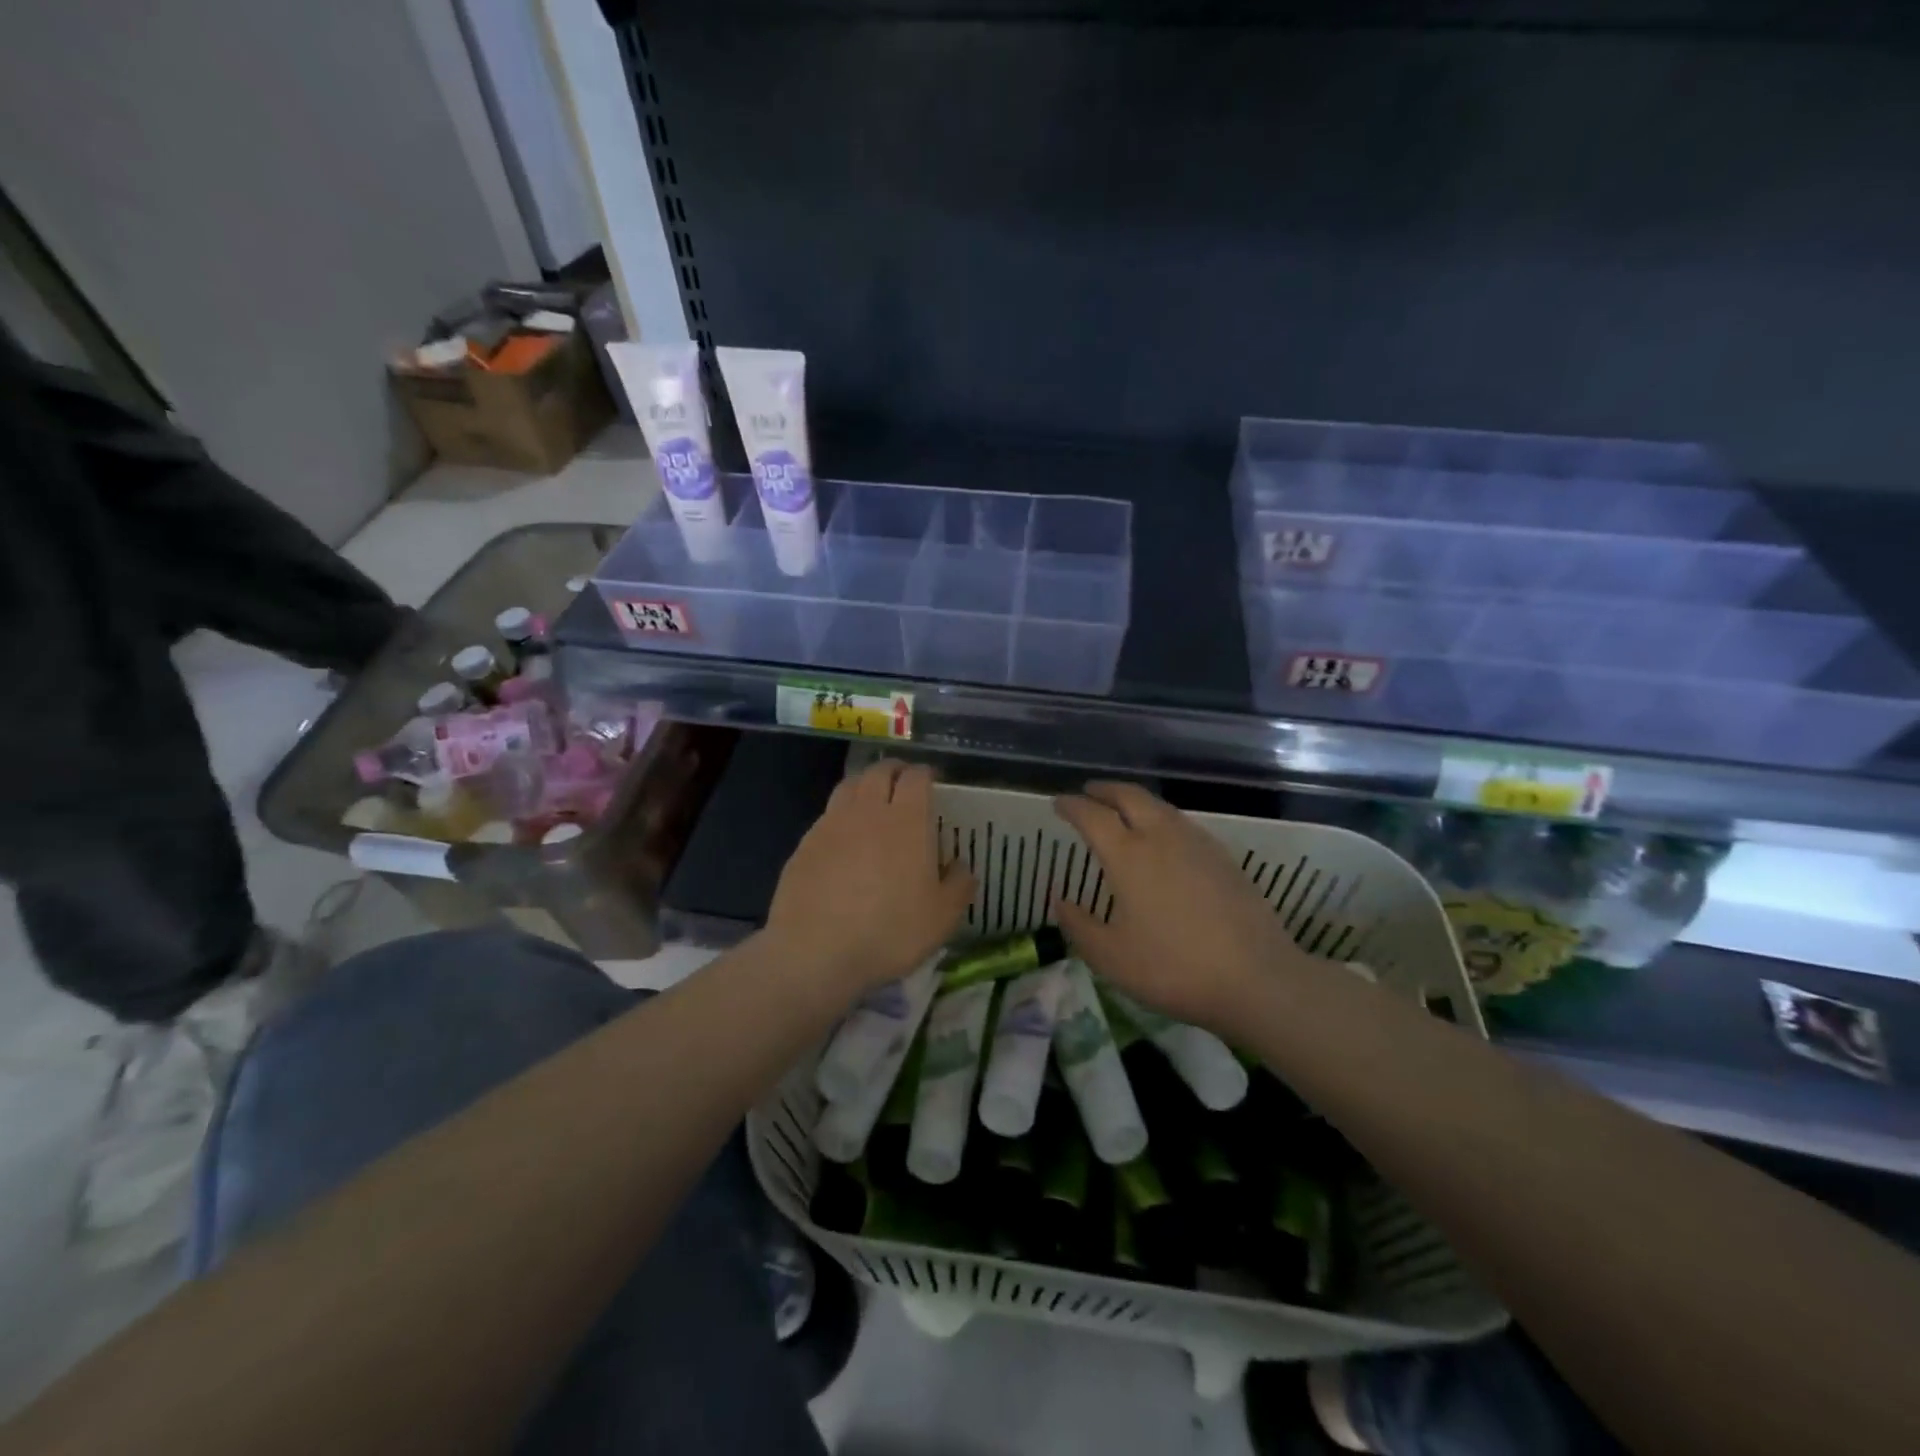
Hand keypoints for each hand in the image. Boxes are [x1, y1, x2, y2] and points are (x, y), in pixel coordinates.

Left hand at [766, 761, 974, 999]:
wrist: (815, 951)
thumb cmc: (889, 932)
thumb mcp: (942, 917)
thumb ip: (959, 885)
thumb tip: (961, 865)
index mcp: (906, 821)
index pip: (916, 778)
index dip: (925, 774)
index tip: (932, 781)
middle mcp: (868, 811)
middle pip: (879, 772)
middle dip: (894, 770)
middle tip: (903, 783)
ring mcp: (831, 824)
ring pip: (849, 786)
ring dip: (864, 785)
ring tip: (872, 800)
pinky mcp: (805, 844)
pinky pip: (827, 815)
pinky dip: (841, 815)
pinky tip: (844, 837)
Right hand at [1052, 782, 1319, 1029]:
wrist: (1257, 978)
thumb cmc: (1173, 968)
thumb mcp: (1111, 957)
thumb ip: (1079, 926)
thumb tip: (1060, 900)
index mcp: (1128, 855)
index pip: (1092, 815)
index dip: (1071, 805)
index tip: (1058, 803)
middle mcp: (1161, 837)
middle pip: (1129, 796)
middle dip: (1104, 789)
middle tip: (1088, 792)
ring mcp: (1197, 843)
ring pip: (1160, 807)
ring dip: (1134, 801)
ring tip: (1122, 811)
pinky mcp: (1223, 857)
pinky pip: (1182, 823)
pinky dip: (1160, 818)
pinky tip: (1163, 840)